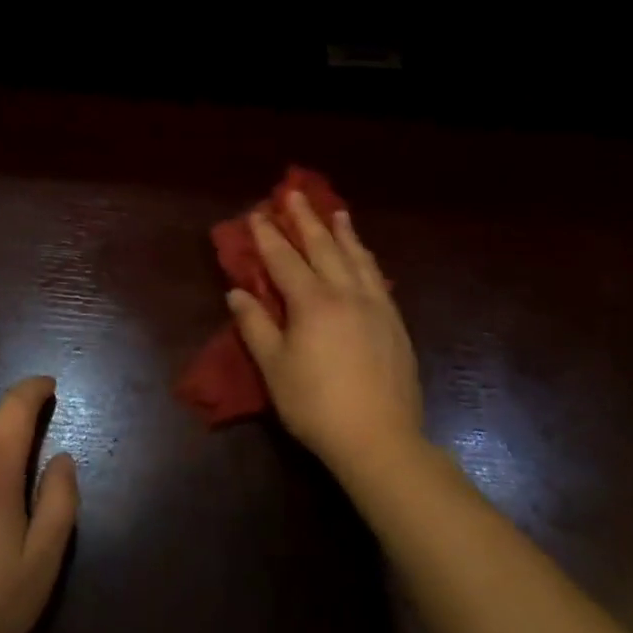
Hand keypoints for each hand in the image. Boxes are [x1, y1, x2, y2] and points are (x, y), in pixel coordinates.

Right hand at [227, 194, 424, 486]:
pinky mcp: (395, 324)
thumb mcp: (274, 367)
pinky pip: (378, 278)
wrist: (379, 439)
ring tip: (337, 212)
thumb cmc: (315, 404)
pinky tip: (364, 256)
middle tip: (294, 194)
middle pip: (323, 247)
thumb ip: (255, 325)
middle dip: (306, 219)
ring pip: (357, 258)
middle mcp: (346, 294)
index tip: (257, 213)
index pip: (284, 259)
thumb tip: (237, 292)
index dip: (268, 235)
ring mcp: (376, 307)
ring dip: (343, 232)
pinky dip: (366, 259)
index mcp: (312, 302)